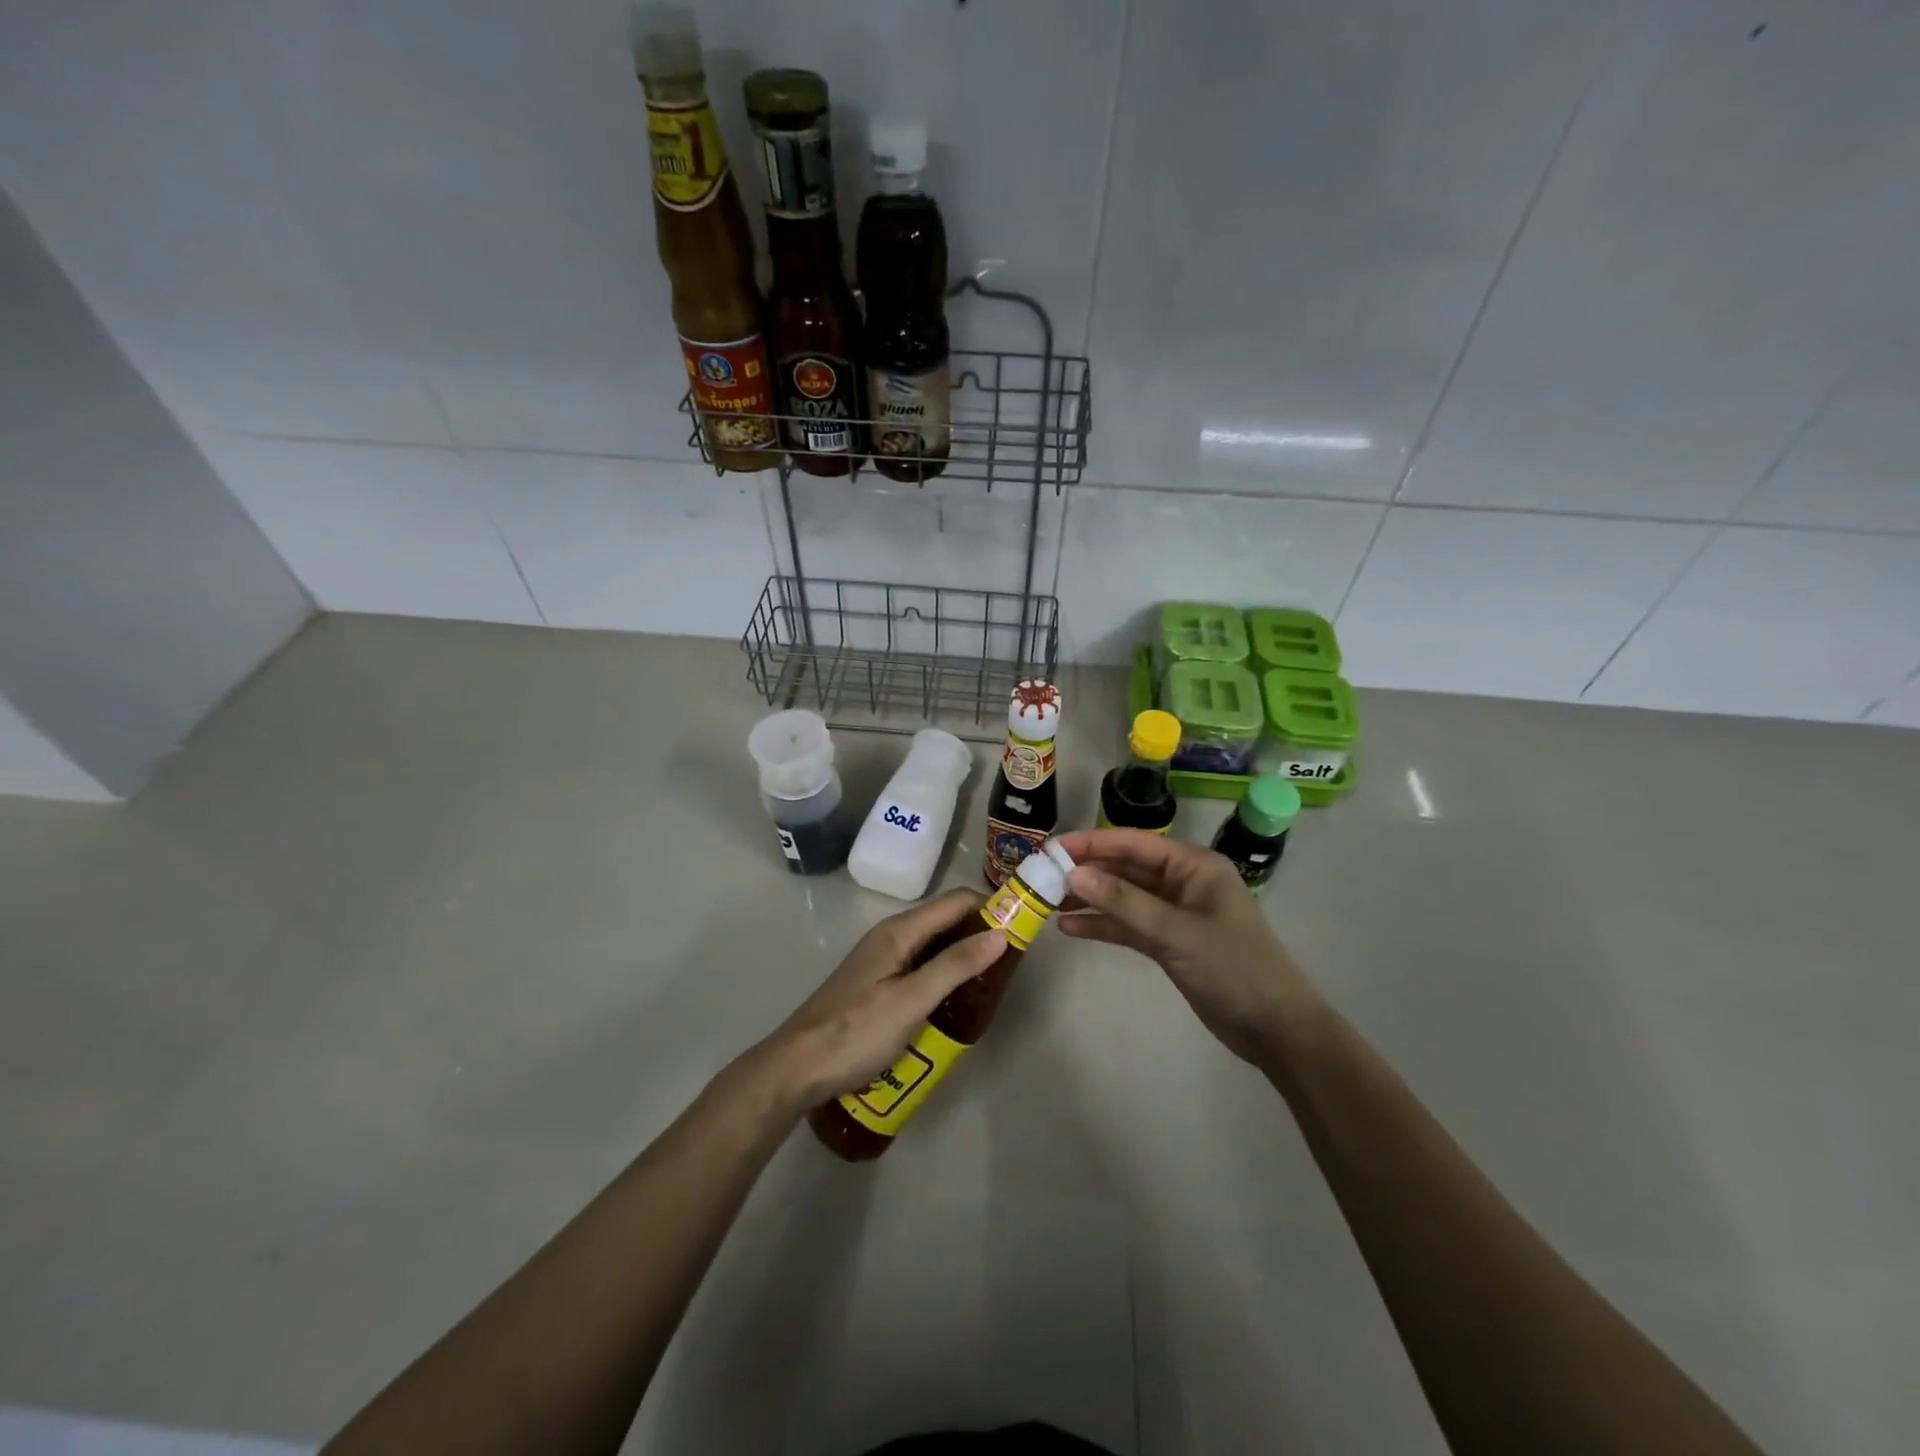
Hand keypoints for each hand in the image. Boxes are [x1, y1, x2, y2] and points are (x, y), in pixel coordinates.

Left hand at [755, 888, 1005, 1108]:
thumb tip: (1000, 933)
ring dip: (964, 958)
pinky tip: (956, 1003)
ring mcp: (883, 960)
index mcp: (900, 931)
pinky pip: (921, 968)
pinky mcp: (879, 984)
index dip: (991, 908)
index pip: (957, 902)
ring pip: (935, 947)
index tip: (1022, 931)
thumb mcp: (911, 1000)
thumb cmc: (856, 1031)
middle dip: (981, 935)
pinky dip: (945, 976)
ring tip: (991, 987)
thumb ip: (955, 966)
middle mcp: (893, 936)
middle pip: (947, 921)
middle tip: (1010, 967)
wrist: (797, 1067)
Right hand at [1056, 829, 1320, 1063]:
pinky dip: (1102, 925)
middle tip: (1040, 876)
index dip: (1090, 843)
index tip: (1050, 848)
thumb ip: (1124, 902)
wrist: (1275, 1029)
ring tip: (1046, 901)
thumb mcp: (1176, 932)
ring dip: (1089, 899)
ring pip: (1122, 897)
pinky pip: (1128, 925)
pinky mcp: (1168, 942)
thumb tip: (1073, 874)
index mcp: (1192, 865)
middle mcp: (1181, 882)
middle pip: (1124, 869)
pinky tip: (1070, 928)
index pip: (1132, 844)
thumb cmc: (1233, 968)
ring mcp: (1174, 913)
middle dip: (1085, 871)